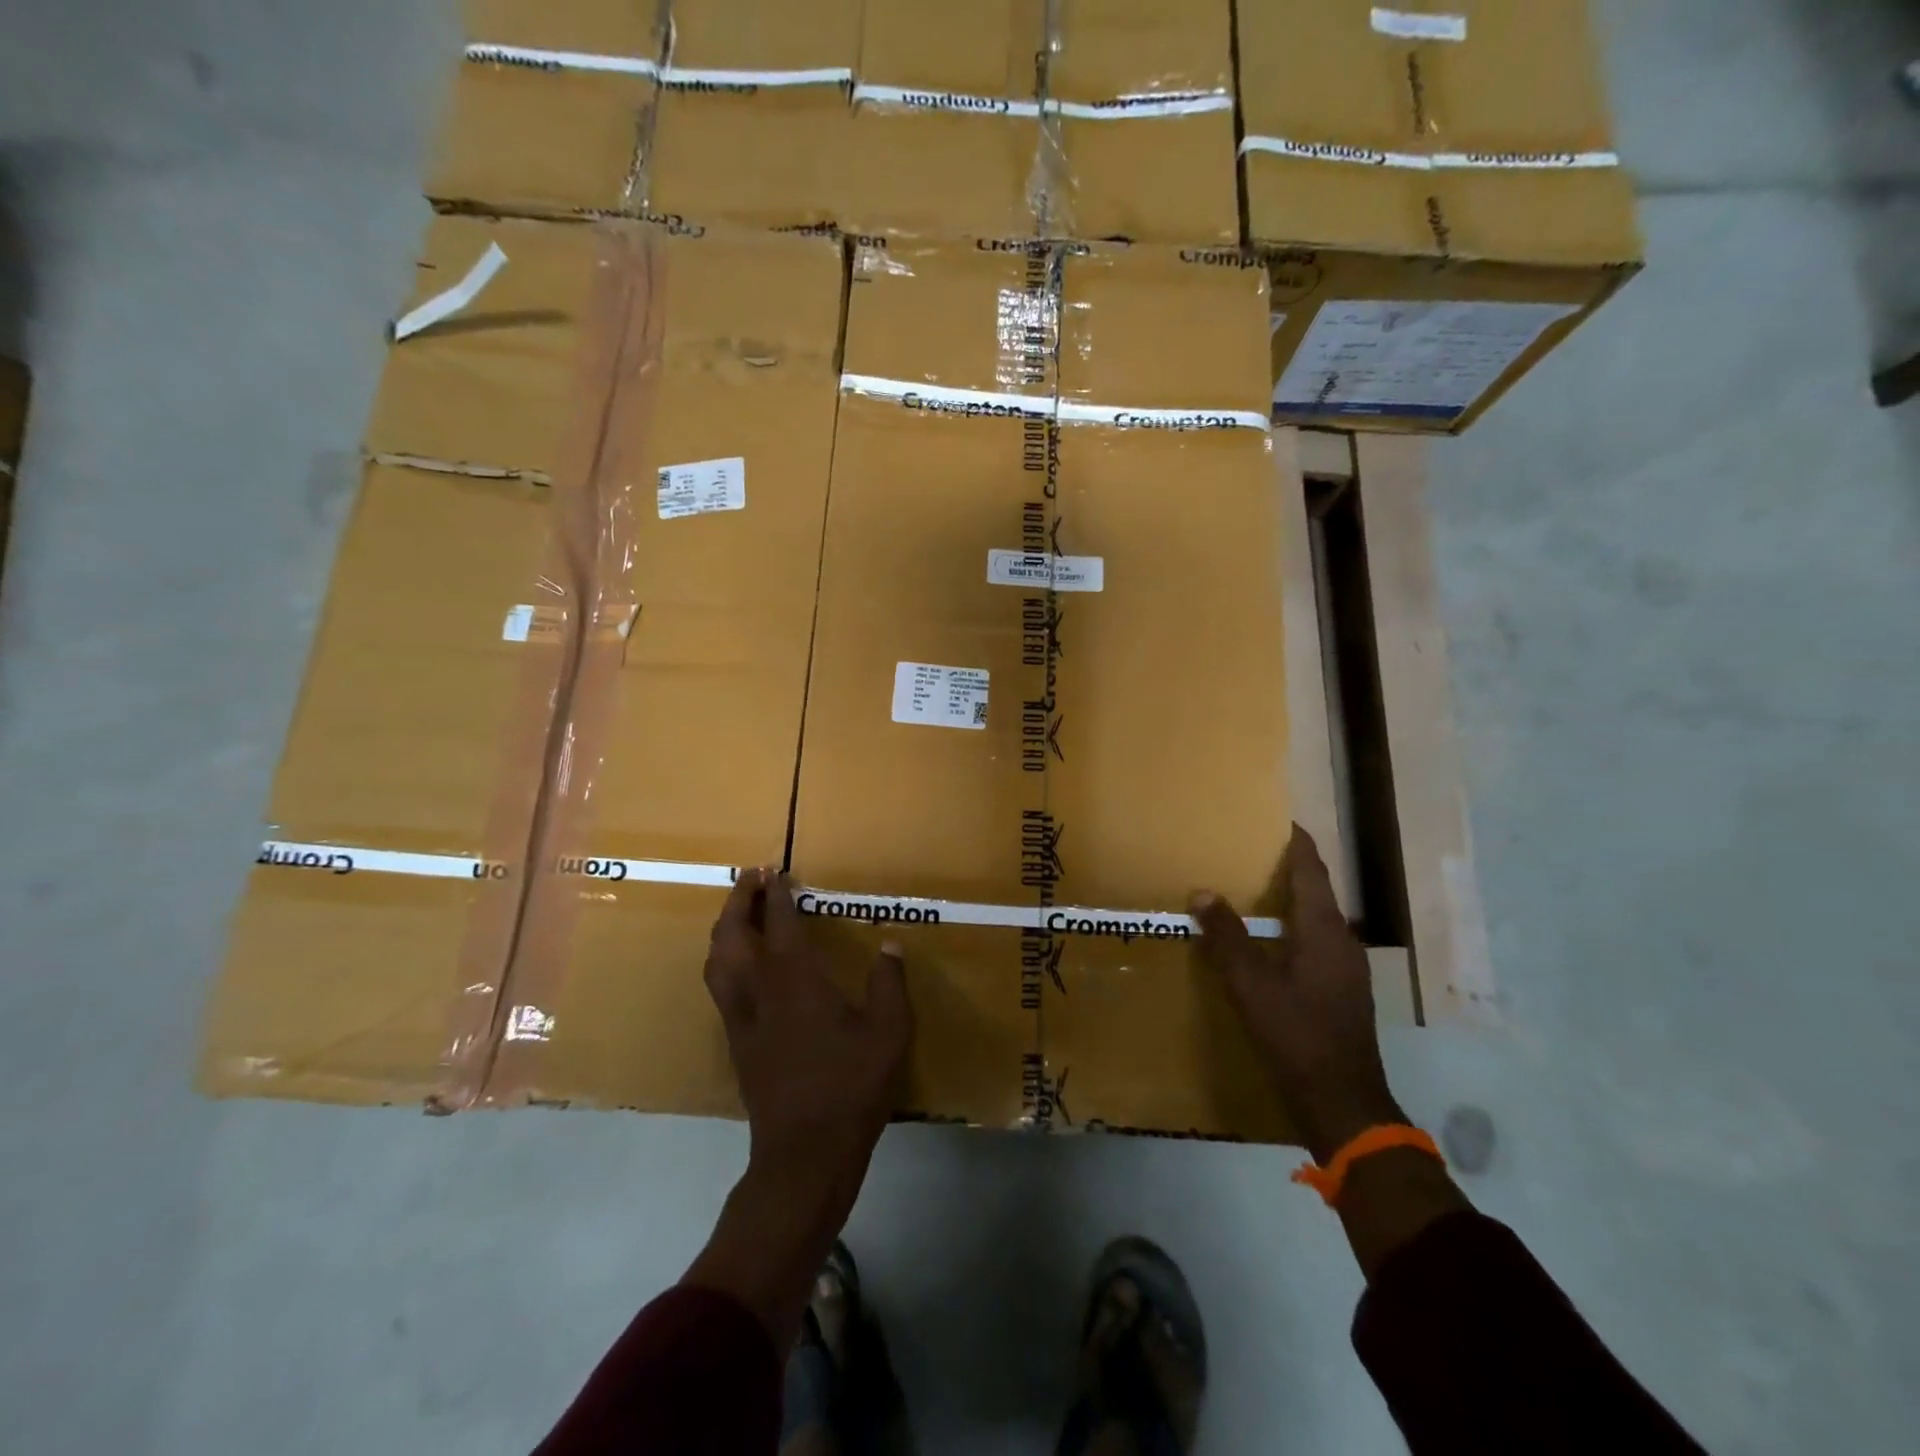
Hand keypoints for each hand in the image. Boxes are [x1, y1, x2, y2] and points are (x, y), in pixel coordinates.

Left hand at [704, 867, 912, 1206]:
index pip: (780, 924)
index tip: (776, 870)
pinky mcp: (736, 1043)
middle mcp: (760, 991)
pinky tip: (737, 964)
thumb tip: (889, 944)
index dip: (777, 895)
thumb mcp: (888, 1032)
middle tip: (749, 877)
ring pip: (717, 961)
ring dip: (723, 928)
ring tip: (736, 912)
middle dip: (738, 900)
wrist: (805, 1153)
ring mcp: (741, 1019)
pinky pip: (718, 986)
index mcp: (796, 981)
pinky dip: (722, 959)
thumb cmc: (850, 1086)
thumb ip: (888, 984)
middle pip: (732, 935)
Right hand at [1192, 827, 1403, 1163]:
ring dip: (1288, 900)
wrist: (1342, 1101)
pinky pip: (1314, 941)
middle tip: (1248, 852)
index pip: (1312, 870)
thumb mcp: (1250, 984)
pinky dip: (1291, 928)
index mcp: (1324, 930)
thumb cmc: (1295, 1034)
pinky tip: (1267, 941)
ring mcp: (1346, 968)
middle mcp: (1342, 941)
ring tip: (1251, 891)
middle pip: (1316, 891)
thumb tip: (1202, 892)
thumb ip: (1226, 936)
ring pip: (1315, 918)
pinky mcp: (1341, 989)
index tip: (1277, 819)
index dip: (1296, 842)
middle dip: (1287, 868)